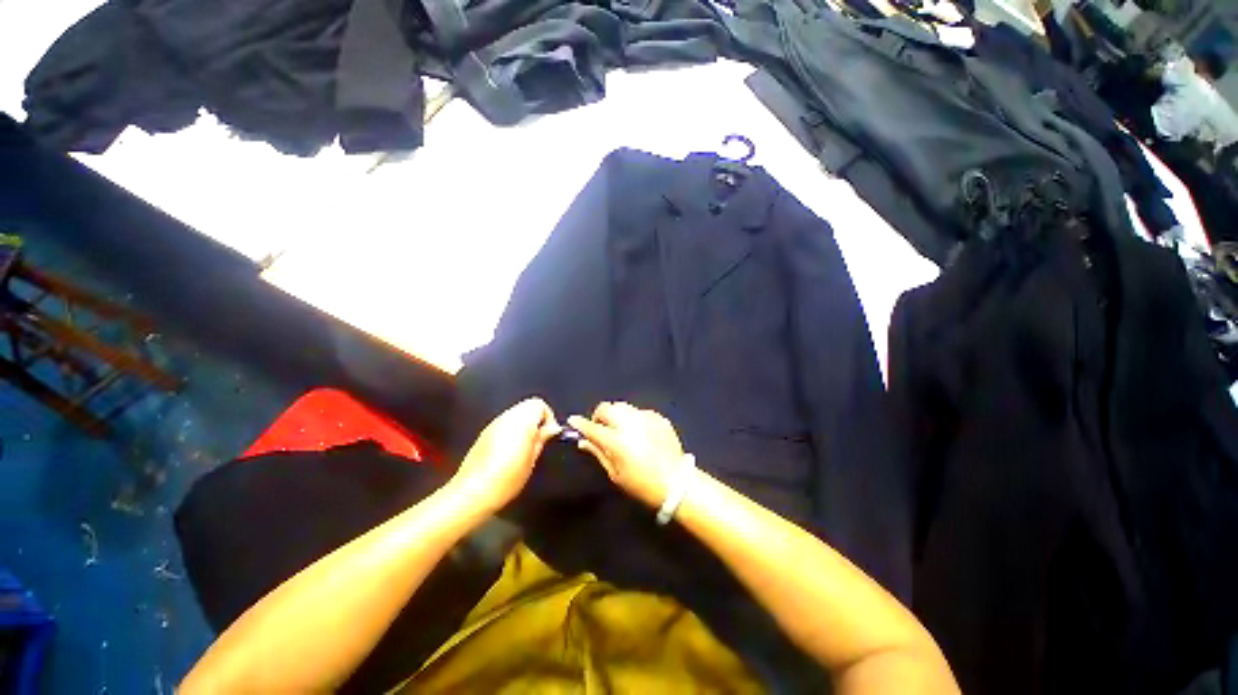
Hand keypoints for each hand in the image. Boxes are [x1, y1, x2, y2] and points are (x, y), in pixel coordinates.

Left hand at [452, 398, 560, 513]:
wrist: (473, 492)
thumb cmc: (507, 477)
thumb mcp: (532, 459)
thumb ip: (543, 438)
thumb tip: (553, 428)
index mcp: (521, 420)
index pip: (539, 404)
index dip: (548, 417)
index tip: (548, 435)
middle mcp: (506, 417)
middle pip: (527, 406)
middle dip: (536, 420)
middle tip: (538, 442)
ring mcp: (493, 424)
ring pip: (515, 414)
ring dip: (524, 425)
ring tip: (524, 449)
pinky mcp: (484, 433)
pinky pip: (504, 424)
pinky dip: (511, 431)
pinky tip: (509, 452)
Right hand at [568, 402, 687, 507]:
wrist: (677, 482)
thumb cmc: (642, 484)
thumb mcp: (616, 474)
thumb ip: (598, 453)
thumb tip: (583, 441)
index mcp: (617, 441)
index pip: (592, 427)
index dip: (580, 423)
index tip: (573, 421)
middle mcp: (630, 424)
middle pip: (607, 408)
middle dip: (600, 416)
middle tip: (602, 428)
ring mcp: (646, 418)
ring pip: (623, 406)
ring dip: (616, 415)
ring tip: (620, 429)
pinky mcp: (658, 417)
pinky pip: (639, 412)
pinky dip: (634, 419)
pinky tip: (639, 432)